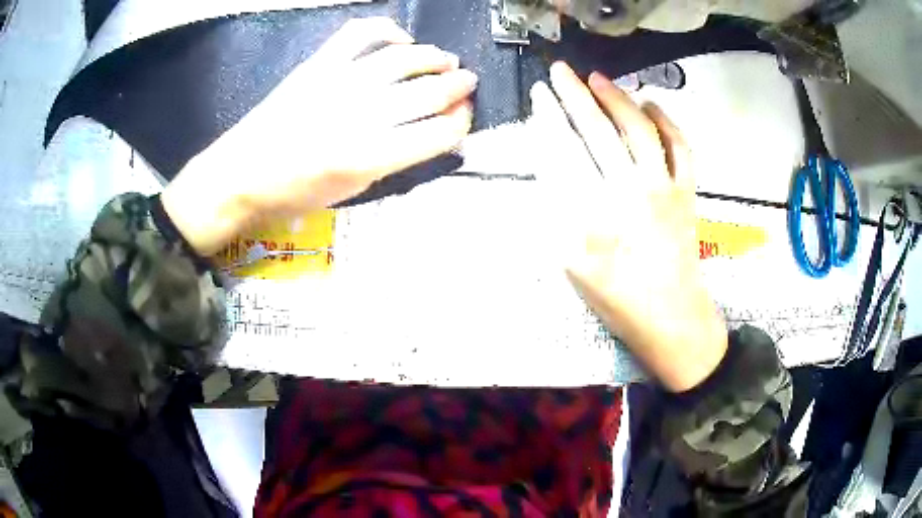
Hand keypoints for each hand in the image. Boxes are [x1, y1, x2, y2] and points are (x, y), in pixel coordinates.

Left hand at [161, 17, 475, 254]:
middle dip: (458, 87)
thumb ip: (392, 161)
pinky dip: (387, 30)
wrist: (240, 176)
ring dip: (434, 56)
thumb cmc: (293, 194)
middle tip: (468, 82)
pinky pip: (360, 33)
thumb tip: (425, 136)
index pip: (436, 134)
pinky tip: (400, 39)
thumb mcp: (350, 193)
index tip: (465, 117)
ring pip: (403, 58)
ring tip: (446, 59)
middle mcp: (360, 116)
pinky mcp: (318, 65)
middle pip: (427, 93)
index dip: (460, 123)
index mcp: (369, 158)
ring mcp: (338, 83)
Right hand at [531, 62, 726, 391]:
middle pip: (599, 132)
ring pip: (641, 131)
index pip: (567, 152)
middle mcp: (631, 193)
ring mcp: (665, 190)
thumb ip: (558, 216)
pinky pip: (682, 148)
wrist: (673, 320)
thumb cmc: (619, 301)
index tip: (540, 94)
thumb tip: (550, 169)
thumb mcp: (574, 266)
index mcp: (596, 216)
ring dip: (618, 99)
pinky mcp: (687, 193)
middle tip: (560, 71)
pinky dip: (668, 122)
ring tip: (598, 78)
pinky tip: (651, 106)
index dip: (550, 119)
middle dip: (576, 96)